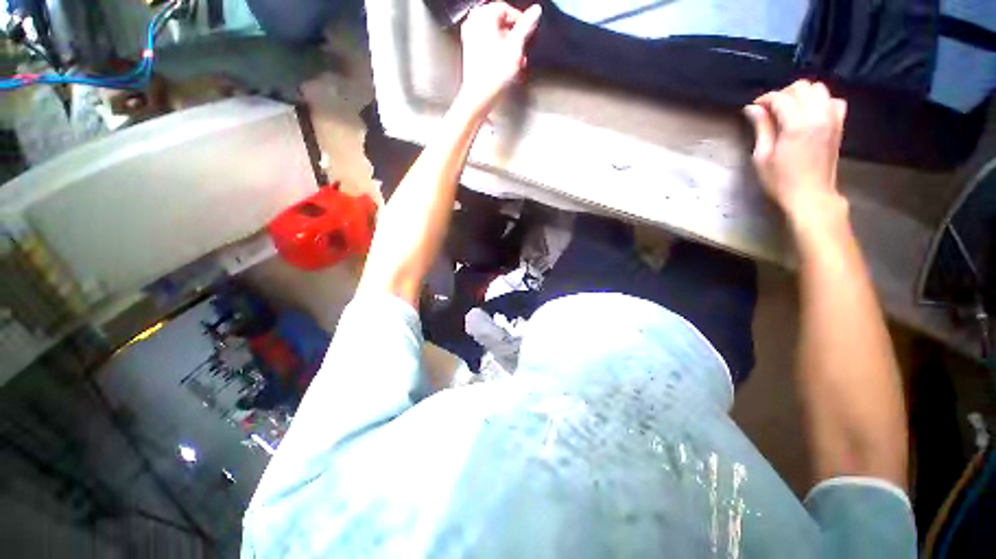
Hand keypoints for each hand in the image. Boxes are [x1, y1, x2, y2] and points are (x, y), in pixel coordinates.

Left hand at [457, 2, 541, 112]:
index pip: (506, 9)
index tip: (528, 32)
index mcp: (483, 15)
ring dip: (508, 48)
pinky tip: (506, 67)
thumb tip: (535, 11)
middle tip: (522, 50)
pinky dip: (499, 54)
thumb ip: (526, 26)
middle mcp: (473, 23)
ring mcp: (470, 38)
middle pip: (500, 23)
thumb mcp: (516, 47)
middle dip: (514, 38)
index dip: (520, 21)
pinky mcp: (470, 53)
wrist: (479, 96)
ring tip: (516, 63)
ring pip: (495, 36)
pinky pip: (488, 47)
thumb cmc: (493, 75)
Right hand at [744, 80, 847, 221]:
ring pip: (819, 89)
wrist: (811, 195)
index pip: (780, 98)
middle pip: (802, 87)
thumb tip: (752, 109)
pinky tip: (810, 113)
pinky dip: (821, 101)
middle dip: (784, 93)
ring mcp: (832, 119)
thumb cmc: (780, 180)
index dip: (764, 99)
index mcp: (796, 124)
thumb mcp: (762, 157)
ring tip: (790, 109)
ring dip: (802, 95)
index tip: (754, 107)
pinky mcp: (839, 125)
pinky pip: (834, 101)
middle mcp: (818, 116)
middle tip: (771, 109)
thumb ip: (761, 128)